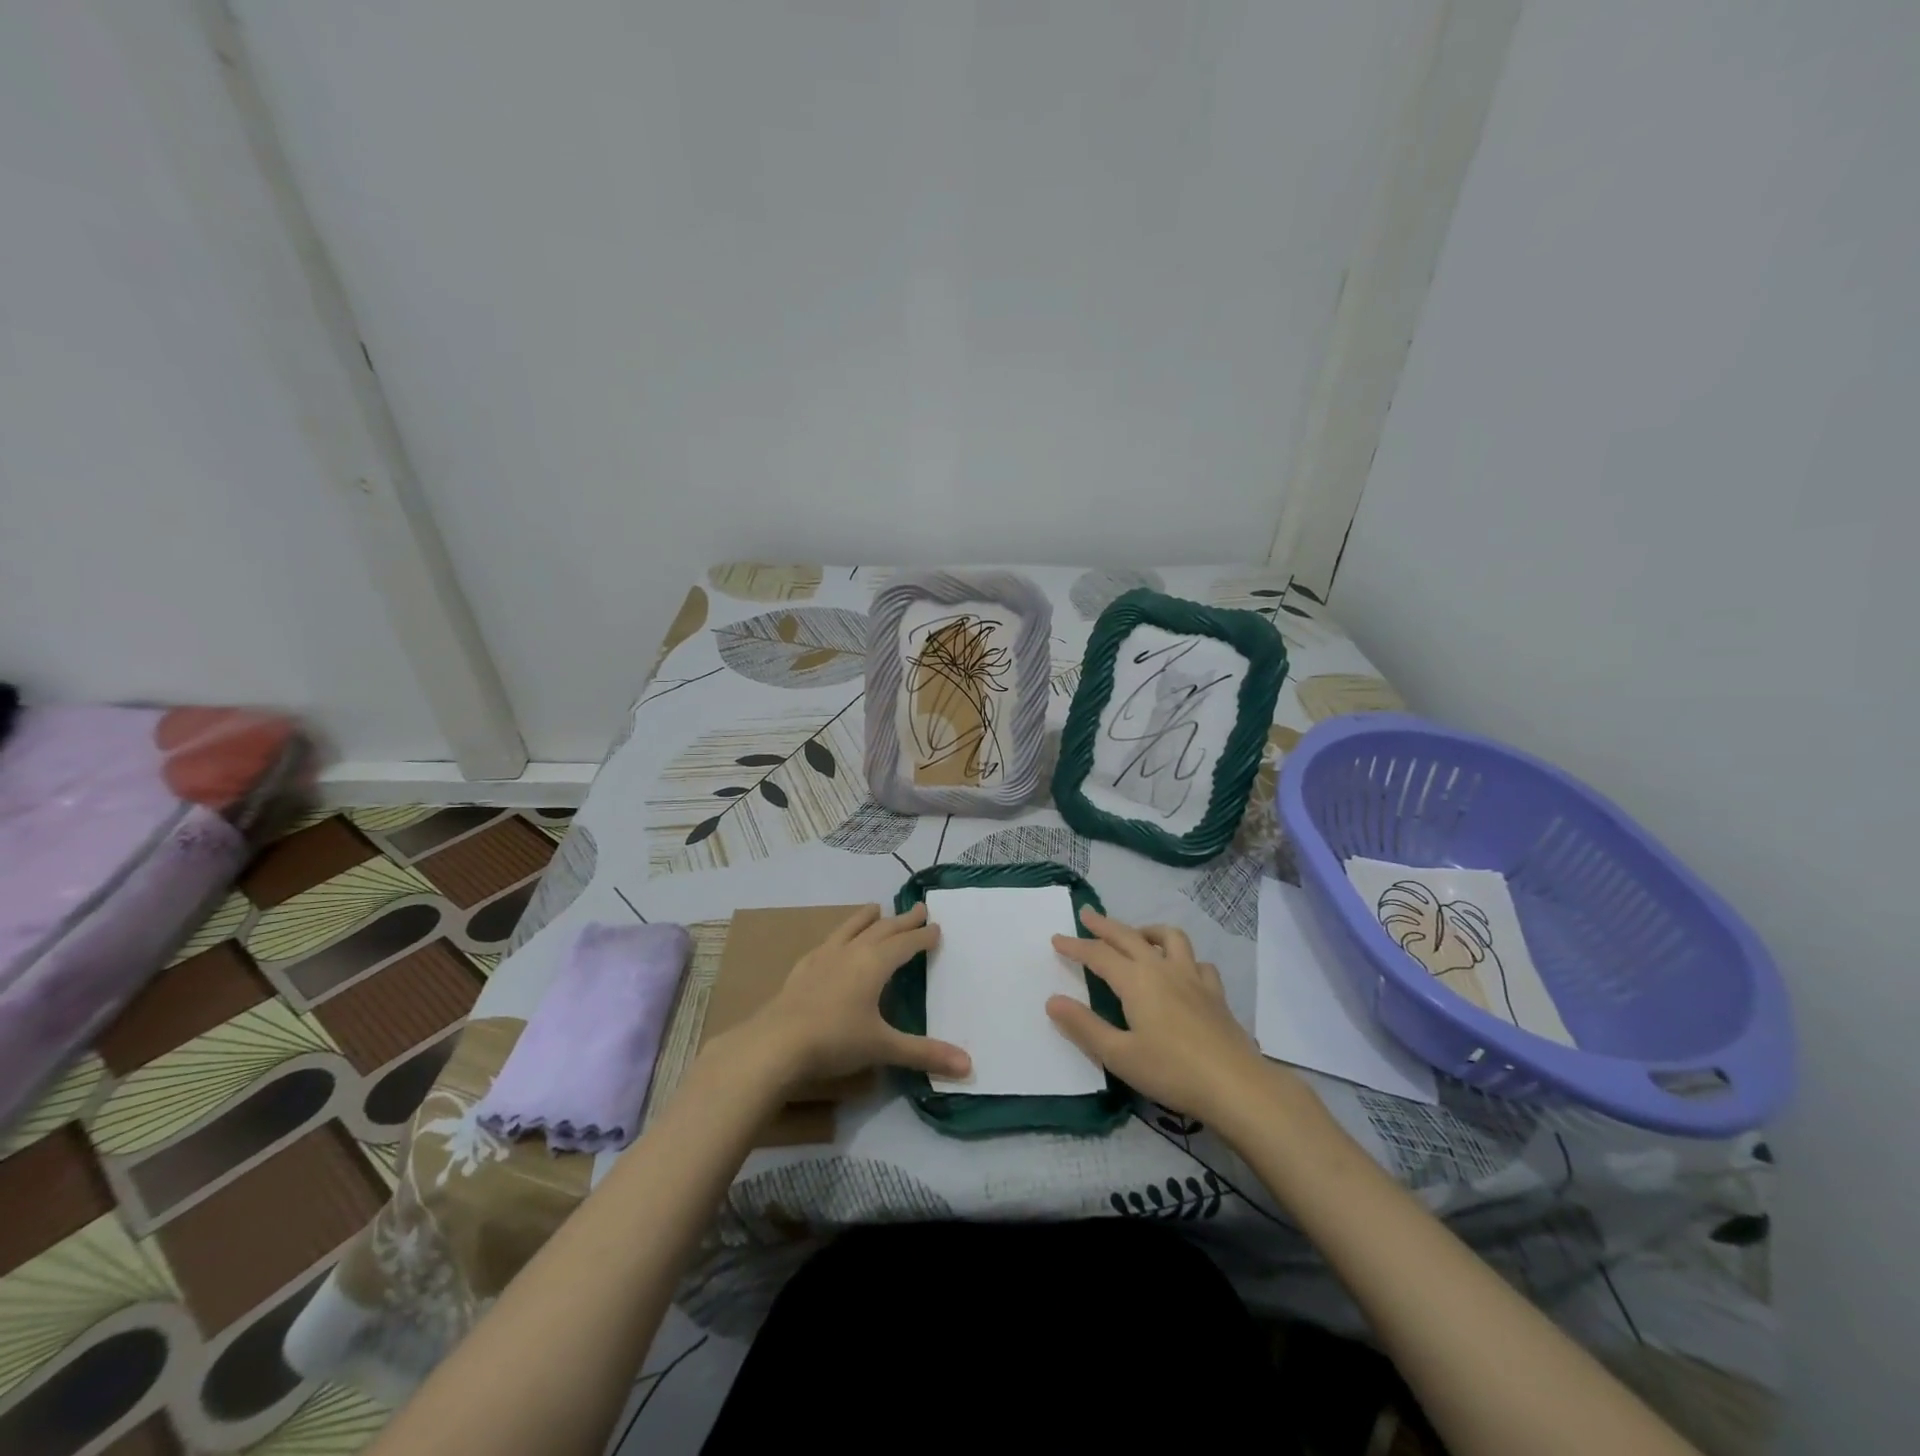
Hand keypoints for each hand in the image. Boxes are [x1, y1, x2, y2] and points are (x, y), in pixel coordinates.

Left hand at [724, 903, 970, 1092]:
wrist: (775, 1043)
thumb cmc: (835, 1041)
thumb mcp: (883, 1047)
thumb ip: (925, 1054)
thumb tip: (969, 1066)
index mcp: (875, 964)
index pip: (906, 943)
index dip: (923, 936)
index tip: (936, 927)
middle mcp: (852, 952)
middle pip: (882, 930)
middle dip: (903, 920)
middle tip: (919, 909)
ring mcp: (824, 957)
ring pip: (851, 929)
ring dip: (866, 918)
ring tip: (875, 908)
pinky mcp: (802, 969)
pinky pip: (826, 943)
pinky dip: (838, 937)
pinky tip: (833, 943)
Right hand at [1048, 908, 1267, 1122]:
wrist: (1236, 1086)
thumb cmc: (1172, 1071)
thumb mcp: (1118, 1055)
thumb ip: (1084, 1026)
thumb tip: (1052, 1001)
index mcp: (1136, 981)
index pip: (1098, 955)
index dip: (1076, 946)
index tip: (1056, 938)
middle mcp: (1162, 969)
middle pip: (1129, 937)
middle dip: (1104, 925)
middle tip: (1087, 914)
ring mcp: (1193, 978)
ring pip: (1169, 938)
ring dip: (1147, 931)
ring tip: (1137, 936)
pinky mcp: (1216, 993)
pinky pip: (1198, 963)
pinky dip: (1184, 959)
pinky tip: (1181, 971)